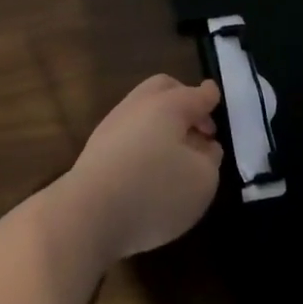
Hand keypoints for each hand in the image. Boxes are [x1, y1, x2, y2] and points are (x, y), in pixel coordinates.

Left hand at [61, 75, 223, 260]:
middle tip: (199, 128)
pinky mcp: (96, 150)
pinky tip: (150, 167)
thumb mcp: (203, 180)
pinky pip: (128, 133)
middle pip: (164, 89)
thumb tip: (204, 146)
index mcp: (168, 104)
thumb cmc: (154, 191)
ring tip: (176, 153)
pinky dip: (144, 141)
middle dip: (184, 100)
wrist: (86, 214)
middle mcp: (138, 105)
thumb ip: (210, 158)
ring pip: (143, 111)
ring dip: (163, 124)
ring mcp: (112, 125)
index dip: (211, 98)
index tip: (216, 101)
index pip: (197, 94)